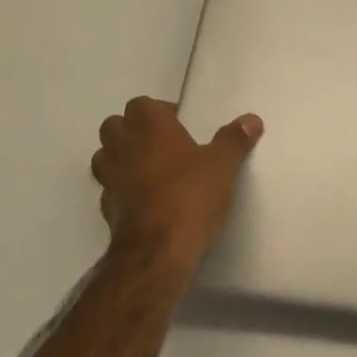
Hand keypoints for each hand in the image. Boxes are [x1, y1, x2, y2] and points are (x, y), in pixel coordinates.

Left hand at [92, 97, 263, 273]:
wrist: (157, 252)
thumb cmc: (190, 195)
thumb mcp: (222, 165)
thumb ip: (234, 140)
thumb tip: (251, 120)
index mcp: (148, 126)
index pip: (141, 104)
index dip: (159, 111)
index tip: (181, 125)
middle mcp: (123, 146)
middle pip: (114, 126)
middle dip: (133, 131)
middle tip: (163, 144)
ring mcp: (110, 179)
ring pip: (105, 156)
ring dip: (121, 158)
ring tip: (150, 170)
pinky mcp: (106, 210)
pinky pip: (110, 189)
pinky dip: (123, 190)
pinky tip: (146, 200)